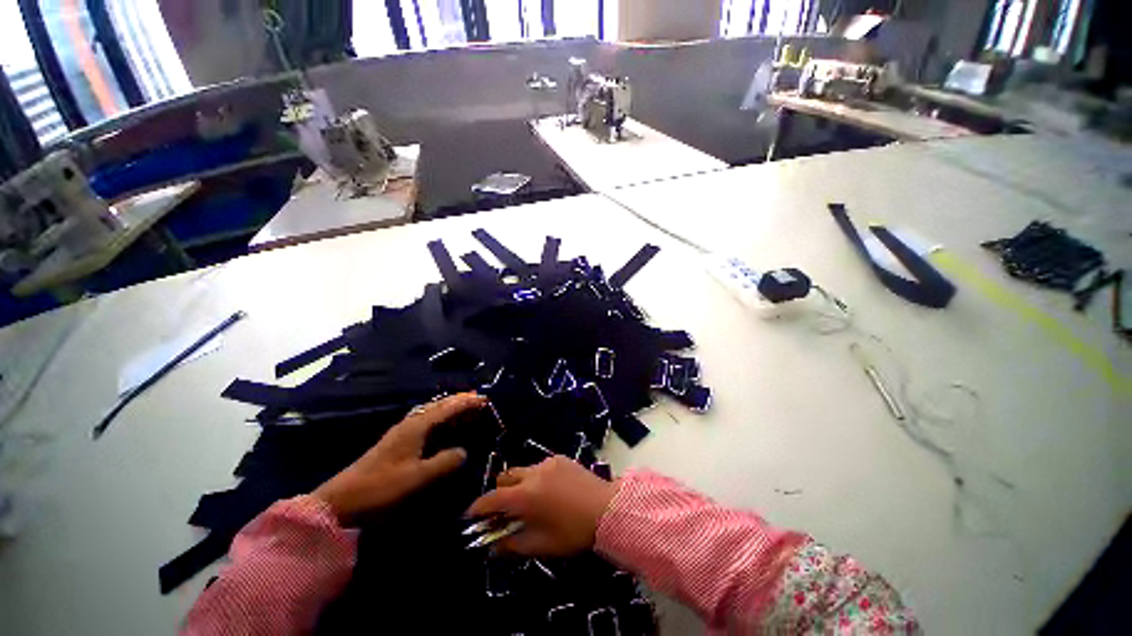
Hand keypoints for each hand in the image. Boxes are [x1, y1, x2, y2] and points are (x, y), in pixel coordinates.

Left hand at [313, 392, 486, 523]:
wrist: (340, 501)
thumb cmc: (381, 488)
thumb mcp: (417, 478)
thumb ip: (445, 462)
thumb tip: (464, 451)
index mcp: (416, 427)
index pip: (448, 408)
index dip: (467, 402)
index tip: (485, 398)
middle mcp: (410, 424)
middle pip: (440, 405)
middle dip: (460, 401)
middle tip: (479, 401)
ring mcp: (402, 432)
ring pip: (432, 412)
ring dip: (450, 409)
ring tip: (466, 410)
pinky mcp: (397, 442)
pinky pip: (426, 422)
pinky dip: (441, 419)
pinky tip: (444, 427)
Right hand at [465, 455, 616, 556]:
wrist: (606, 509)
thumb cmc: (571, 532)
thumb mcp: (540, 545)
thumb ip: (512, 545)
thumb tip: (492, 547)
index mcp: (523, 496)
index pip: (491, 498)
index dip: (478, 507)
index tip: (471, 515)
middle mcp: (531, 474)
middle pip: (505, 478)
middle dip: (499, 492)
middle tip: (505, 509)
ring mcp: (547, 463)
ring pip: (523, 471)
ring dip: (519, 484)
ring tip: (531, 500)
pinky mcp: (560, 458)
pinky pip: (540, 466)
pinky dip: (537, 477)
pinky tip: (551, 490)